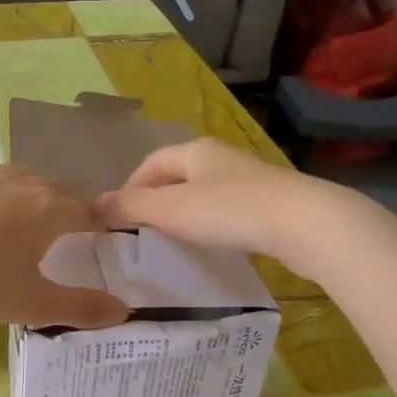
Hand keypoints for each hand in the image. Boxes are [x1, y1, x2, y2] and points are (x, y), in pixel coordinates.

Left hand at [0, 166, 129, 328]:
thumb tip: (124, 312)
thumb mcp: (33, 303)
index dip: (100, 223)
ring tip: (30, 222)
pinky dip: (2, 194)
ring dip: (35, 198)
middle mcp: (25, 184)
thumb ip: (81, 307)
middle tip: (67, 237)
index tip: (105, 234)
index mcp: (50, 210)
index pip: (87, 211)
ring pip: (25, 181)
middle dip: (67, 210)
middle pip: (58, 192)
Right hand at [94, 139, 358, 278]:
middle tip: (142, 233)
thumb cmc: (231, 211)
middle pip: (178, 175)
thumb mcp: (172, 209)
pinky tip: (213, 246)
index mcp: (196, 150)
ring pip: (205, 193)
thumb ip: (132, 207)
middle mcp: (222, 157)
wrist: (305, 224)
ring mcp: (249, 179)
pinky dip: (212, 225)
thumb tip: (92, 206)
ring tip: (173, 243)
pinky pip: (228, 210)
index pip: (152, 162)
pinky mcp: (270, 203)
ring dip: (185, 214)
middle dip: (157, 200)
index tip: (118, 218)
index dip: (131, 186)